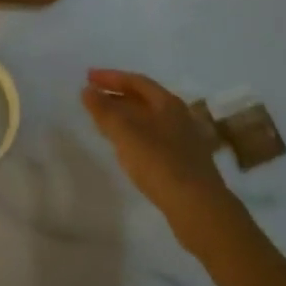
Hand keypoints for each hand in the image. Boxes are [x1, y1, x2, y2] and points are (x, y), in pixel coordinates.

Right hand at [81, 69, 228, 222]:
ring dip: (124, 117)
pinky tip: (124, 147)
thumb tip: (87, 90)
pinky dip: (133, 136)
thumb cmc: (160, 162)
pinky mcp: (182, 163)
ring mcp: (183, 141)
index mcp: (168, 103)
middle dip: (116, 96)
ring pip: (148, 120)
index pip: (136, 81)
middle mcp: (178, 117)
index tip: (88, 77)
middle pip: (143, 100)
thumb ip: (104, 110)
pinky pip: (152, 139)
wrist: (198, 208)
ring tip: (102, 120)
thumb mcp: (126, 132)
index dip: (110, 77)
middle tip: (92, 97)